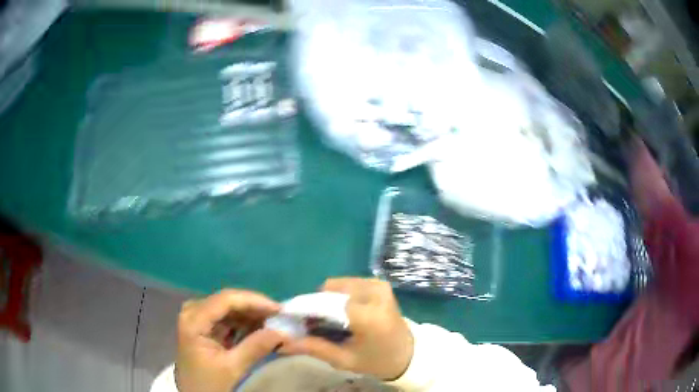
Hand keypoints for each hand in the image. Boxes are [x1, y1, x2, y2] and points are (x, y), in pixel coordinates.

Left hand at [175, 289, 287, 391]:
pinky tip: (260, 328)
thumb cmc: (209, 383)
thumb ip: (255, 348)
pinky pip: (227, 318)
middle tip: (280, 316)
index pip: (226, 299)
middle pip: (227, 301)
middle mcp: (193, 312)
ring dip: (251, 314)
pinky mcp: (204, 327)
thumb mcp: (232, 368)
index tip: (279, 310)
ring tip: (273, 322)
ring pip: (229, 308)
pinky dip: (244, 323)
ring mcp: (198, 318)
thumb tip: (283, 332)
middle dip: (254, 307)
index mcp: (194, 320)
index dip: (254, 301)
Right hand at [279, 278, 413, 380]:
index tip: (294, 320)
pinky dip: (340, 296)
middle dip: (317, 306)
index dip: (306, 310)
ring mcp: (378, 285)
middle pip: (329, 291)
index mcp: (368, 315)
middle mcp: (374, 293)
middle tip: (314, 324)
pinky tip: (343, 313)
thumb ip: (314, 348)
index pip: (326, 304)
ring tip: (331, 321)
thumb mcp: (344, 360)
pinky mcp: (380, 283)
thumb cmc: (377, 361)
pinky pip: (348, 284)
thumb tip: (283, 343)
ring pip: (337, 285)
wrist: (408, 353)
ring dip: (328, 301)